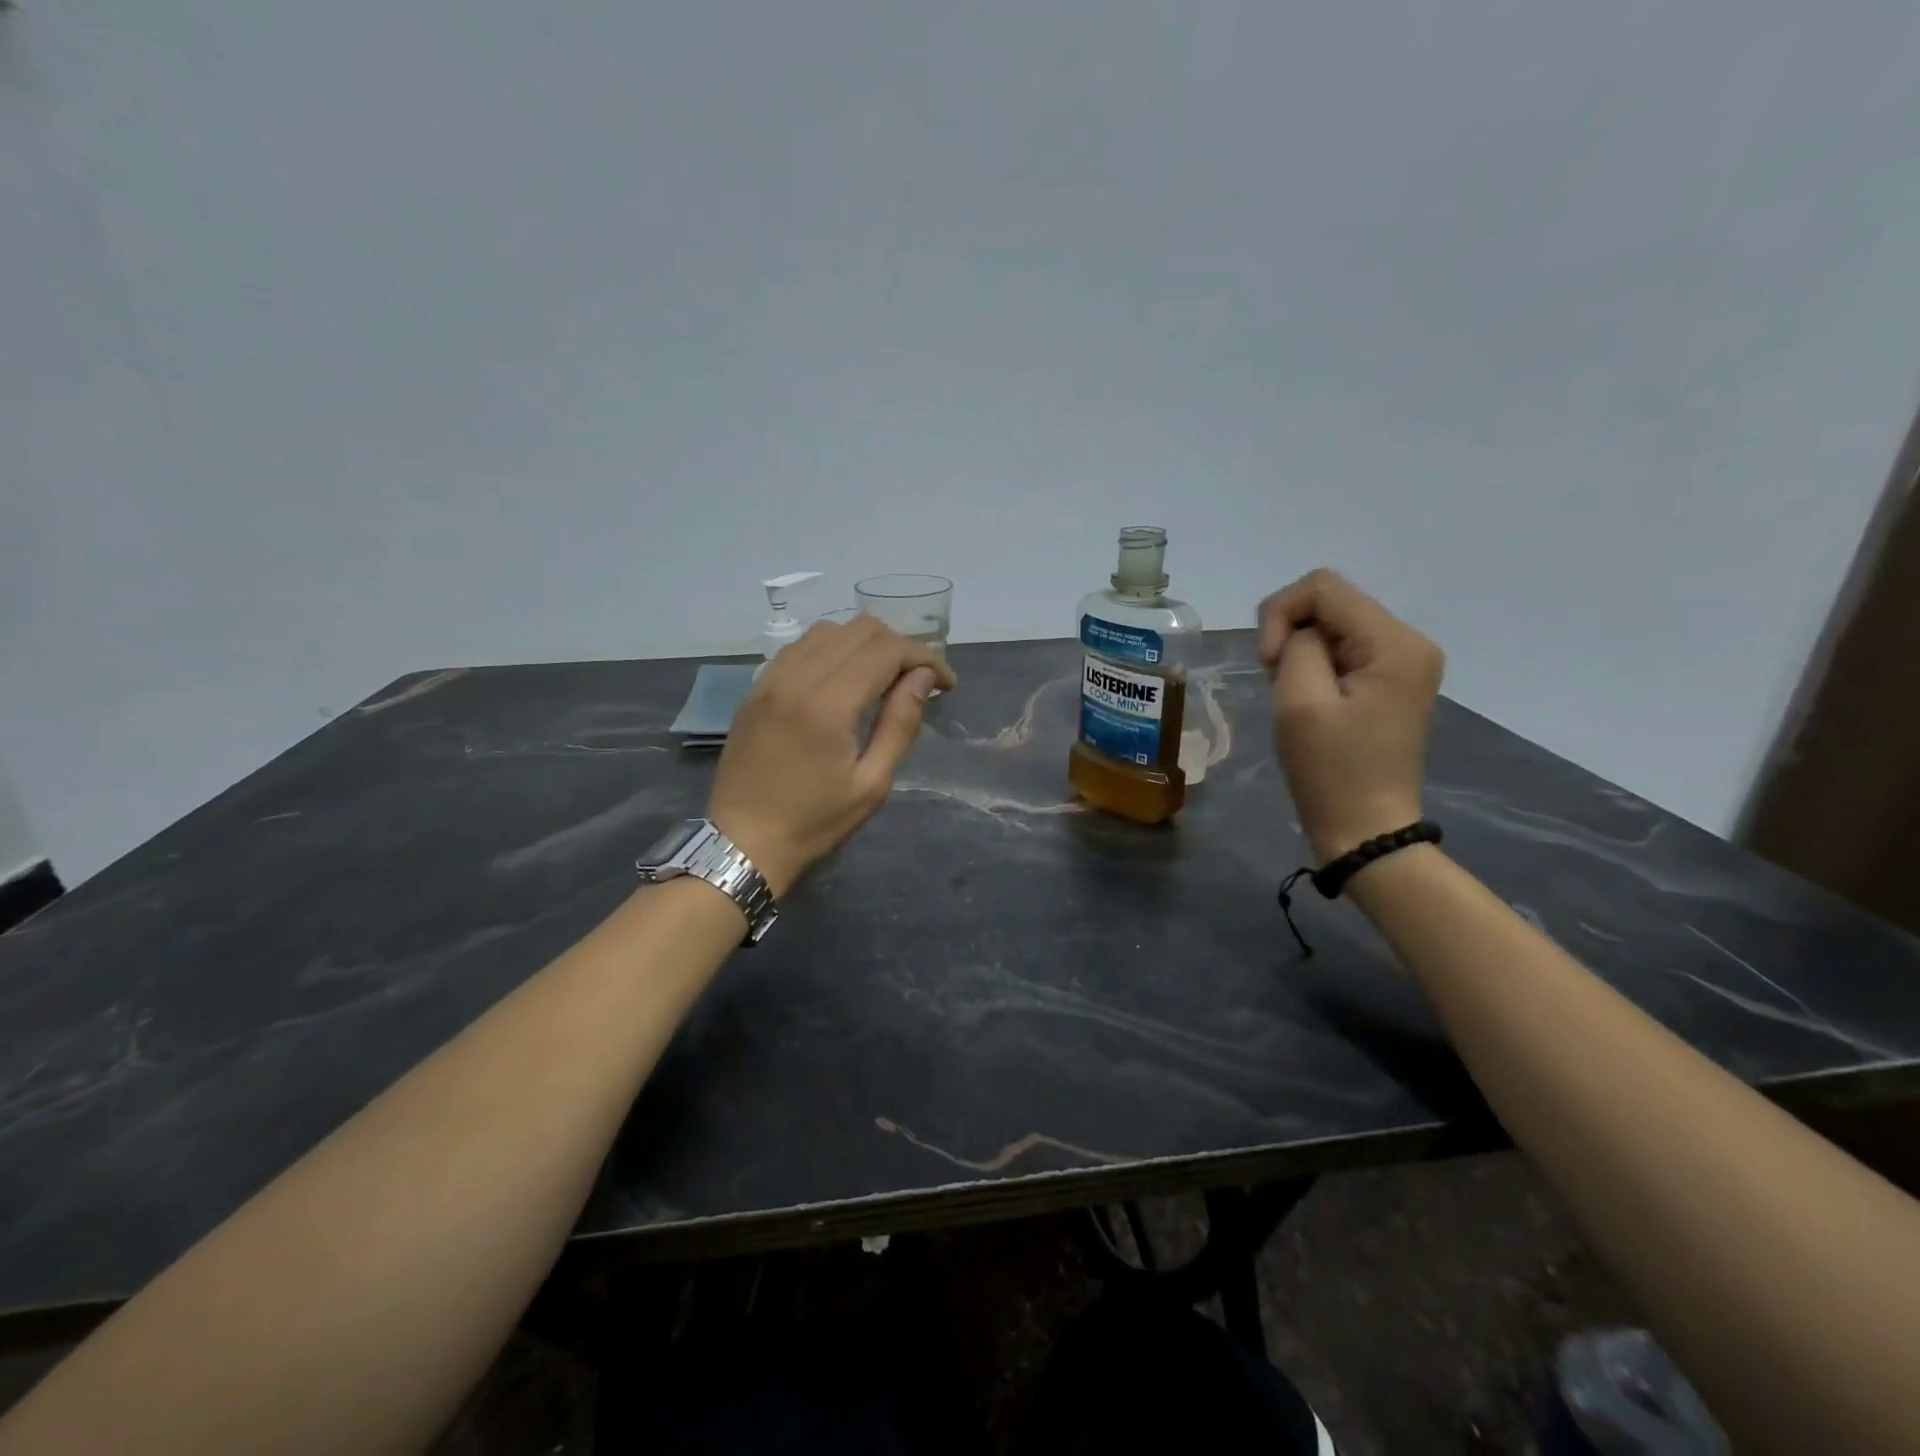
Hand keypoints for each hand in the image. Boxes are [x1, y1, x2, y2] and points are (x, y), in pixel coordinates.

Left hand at [708, 616, 955, 896]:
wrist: (742, 842)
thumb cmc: (815, 822)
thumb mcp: (872, 784)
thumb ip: (900, 724)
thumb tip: (924, 677)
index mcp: (827, 705)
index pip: (886, 650)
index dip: (925, 657)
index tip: (946, 683)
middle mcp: (796, 678)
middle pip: (859, 630)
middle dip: (900, 646)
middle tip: (919, 679)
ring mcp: (770, 679)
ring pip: (828, 630)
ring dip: (865, 643)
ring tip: (884, 675)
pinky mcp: (756, 688)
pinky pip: (800, 647)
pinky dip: (832, 649)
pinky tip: (844, 678)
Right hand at [1258, 569, 1444, 862]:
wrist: (1364, 828)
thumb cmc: (1330, 770)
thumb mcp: (1300, 701)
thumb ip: (1295, 646)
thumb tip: (1297, 632)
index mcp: (1395, 643)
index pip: (1323, 587)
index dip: (1280, 613)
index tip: (1268, 663)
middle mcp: (1409, 642)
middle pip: (1330, 602)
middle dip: (1290, 633)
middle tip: (1276, 681)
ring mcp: (1403, 662)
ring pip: (1332, 624)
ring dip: (1299, 651)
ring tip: (1291, 694)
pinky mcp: (1390, 680)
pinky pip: (1342, 648)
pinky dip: (1314, 664)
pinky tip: (1308, 697)